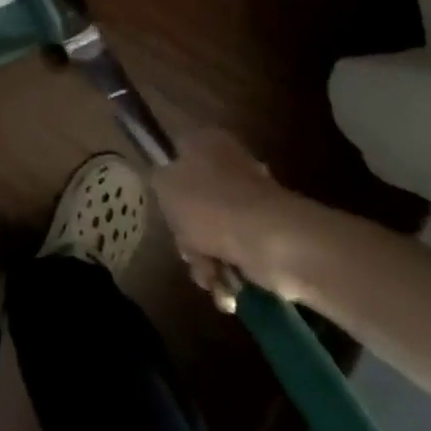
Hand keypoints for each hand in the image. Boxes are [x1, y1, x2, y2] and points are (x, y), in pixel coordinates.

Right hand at [153, 128, 336, 302]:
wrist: (271, 242)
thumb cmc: (210, 206)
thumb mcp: (165, 185)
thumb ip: (158, 179)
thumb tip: (165, 180)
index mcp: (206, 143)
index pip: (177, 154)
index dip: (167, 181)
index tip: (165, 207)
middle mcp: (230, 165)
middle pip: (194, 201)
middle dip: (187, 234)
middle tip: (187, 248)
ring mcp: (251, 200)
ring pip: (213, 231)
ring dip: (205, 260)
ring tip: (210, 275)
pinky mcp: (267, 232)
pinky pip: (236, 251)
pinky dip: (229, 272)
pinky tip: (227, 288)